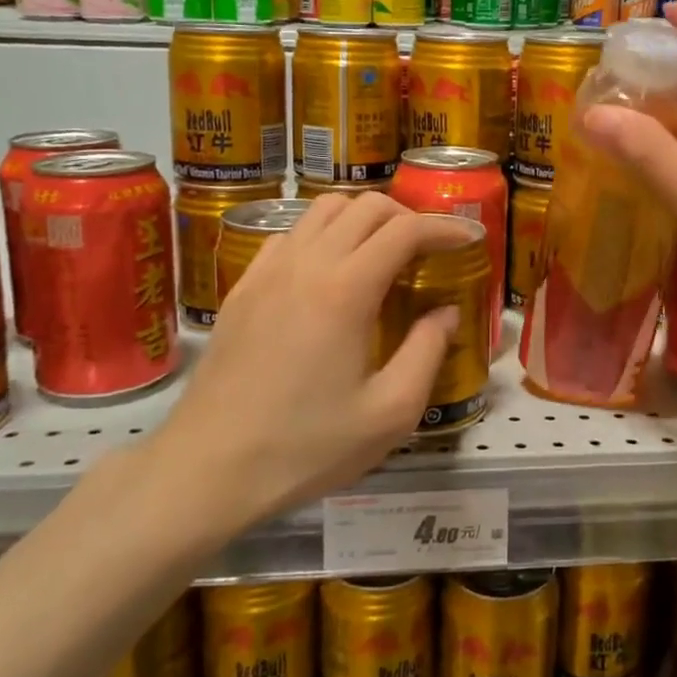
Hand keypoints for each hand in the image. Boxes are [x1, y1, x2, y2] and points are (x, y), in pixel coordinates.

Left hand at [143, 193, 460, 545]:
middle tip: (430, 249)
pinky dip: (322, 235)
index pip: (404, 230)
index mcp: (345, 290)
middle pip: (365, 207)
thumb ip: (427, 352)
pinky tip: (329, 273)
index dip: (444, 228)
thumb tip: (445, 313)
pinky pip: (290, 235)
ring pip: (323, 210)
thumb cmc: (305, 447)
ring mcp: (268, 271)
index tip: (469, 239)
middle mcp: (306, 264)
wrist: (207, 470)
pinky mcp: (243, 288)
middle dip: (408, 217)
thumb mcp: (389, 413)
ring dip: (363, 219)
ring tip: (383, 253)